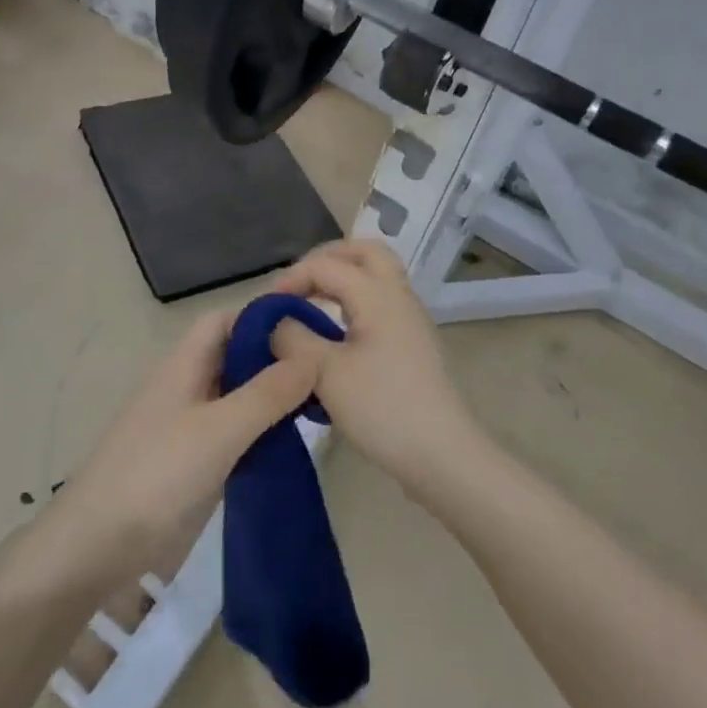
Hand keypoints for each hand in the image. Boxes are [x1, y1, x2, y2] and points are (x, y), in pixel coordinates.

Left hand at [55, 309, 318, 575]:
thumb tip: (311, 357)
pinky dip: (256, 429)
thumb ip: (267, 393)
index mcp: (183, 364)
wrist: (97, 545)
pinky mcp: (186, 460)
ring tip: (315, 405)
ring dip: (267, 396)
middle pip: (231, 355)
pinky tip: (284, 443)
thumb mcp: (220, 429)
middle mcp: (183, 385)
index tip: (309, 330)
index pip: (225, 320)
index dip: (262, 318)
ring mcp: (183, 424)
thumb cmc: (158, 474)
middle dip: (272, 358)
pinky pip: (228, 430)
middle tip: (323, 371)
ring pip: (232, 394)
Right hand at [269, 240, 481, 493]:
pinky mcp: (413, 343)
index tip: (266, 308)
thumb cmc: (381, 409)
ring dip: (343, 279)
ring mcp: (410, 320)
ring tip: (311, 304)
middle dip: (327, 259)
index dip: (291, 279)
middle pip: (365, 252)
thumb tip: (277, 322)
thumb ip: (293, 337)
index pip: (326, 265)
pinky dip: (355, 302)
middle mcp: (398, 296)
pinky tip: (335, 334)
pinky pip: (381, 302)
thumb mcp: (324, 373)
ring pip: (377, 276)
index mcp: (377, 295)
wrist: (441, 455)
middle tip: (298, 283)